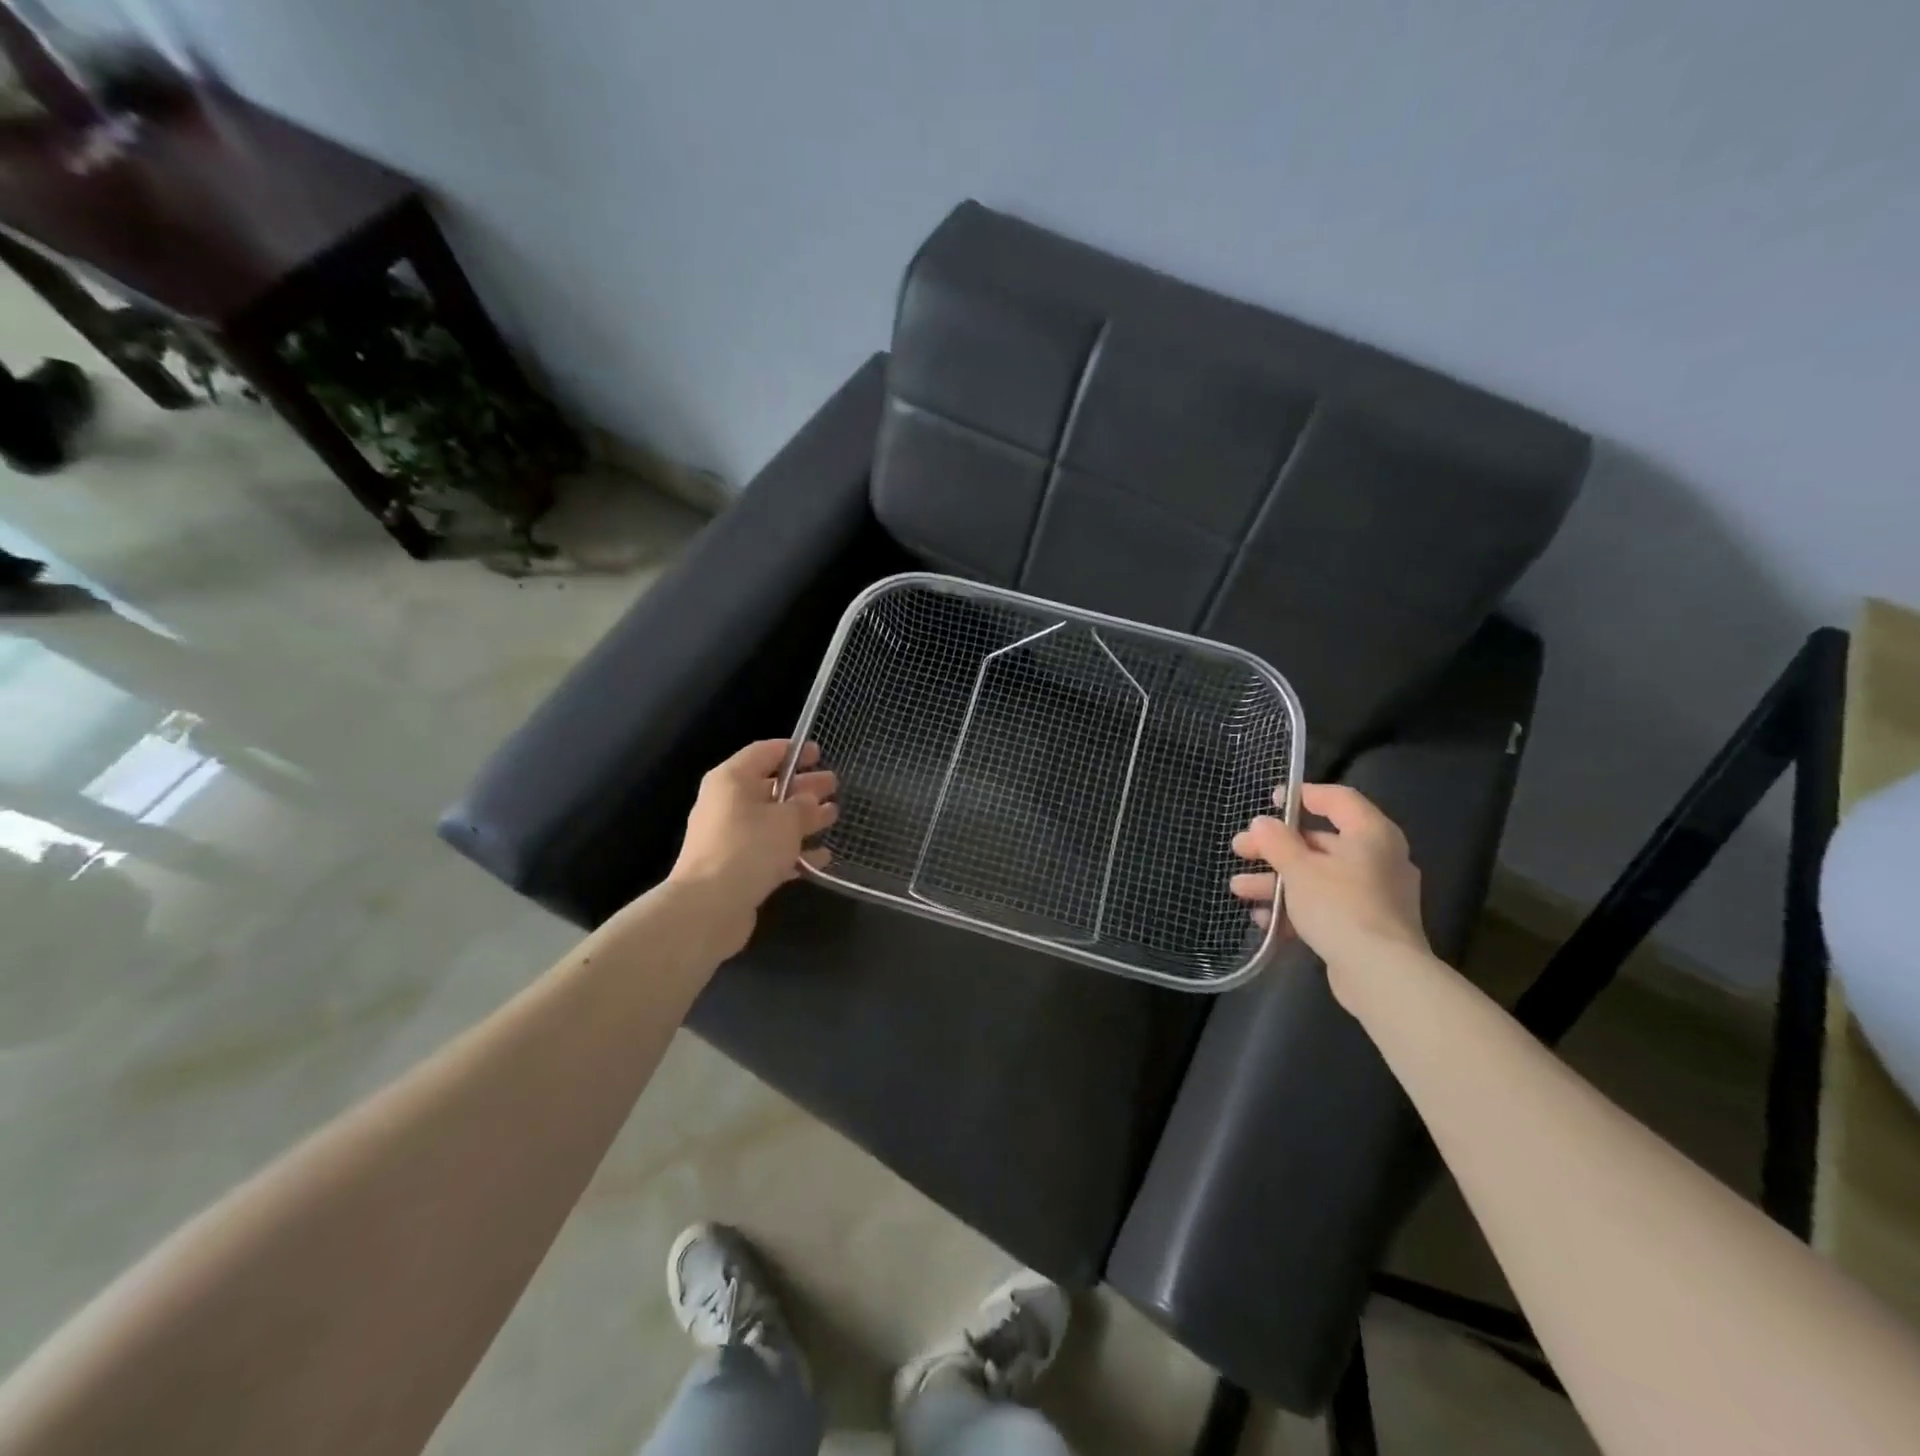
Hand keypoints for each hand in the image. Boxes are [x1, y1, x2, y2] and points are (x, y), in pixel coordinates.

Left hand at [665, 739, 836, 955]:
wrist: (708, 907)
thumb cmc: (748, 848)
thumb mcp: (786, 820)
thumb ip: (804, 806)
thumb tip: (810, 802)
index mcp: (732, 780)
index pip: (764, 753)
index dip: (793, 751)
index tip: (820, 753)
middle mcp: (727, 804)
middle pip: (770, 787)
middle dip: (804, 787)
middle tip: (834, 785)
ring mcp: (730, 838)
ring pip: (772, 821)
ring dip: (803, 819)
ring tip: (834, 816)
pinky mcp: (736, 868)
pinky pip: (770, 851)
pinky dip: (794, 851)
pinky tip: (822, 857)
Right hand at [1229, 783, 1428, 999]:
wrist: (1381, 975)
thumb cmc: (1340, 907)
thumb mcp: (1299, 869)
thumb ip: (1277, 842)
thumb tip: (1262, 823)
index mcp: (1371, 834)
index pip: (1337, 799)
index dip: (1303, 795)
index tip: (1270, 801)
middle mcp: (1379, 859)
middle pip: (1320, 841)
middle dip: (1274, 848)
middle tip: (1239, 850)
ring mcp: (1375, 895)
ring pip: (1318, 877)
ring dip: (1277, 881)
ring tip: (1238, 889)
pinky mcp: (1367, 926)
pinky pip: (1326, 906)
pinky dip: (1296, 908)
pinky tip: (1263, 919)